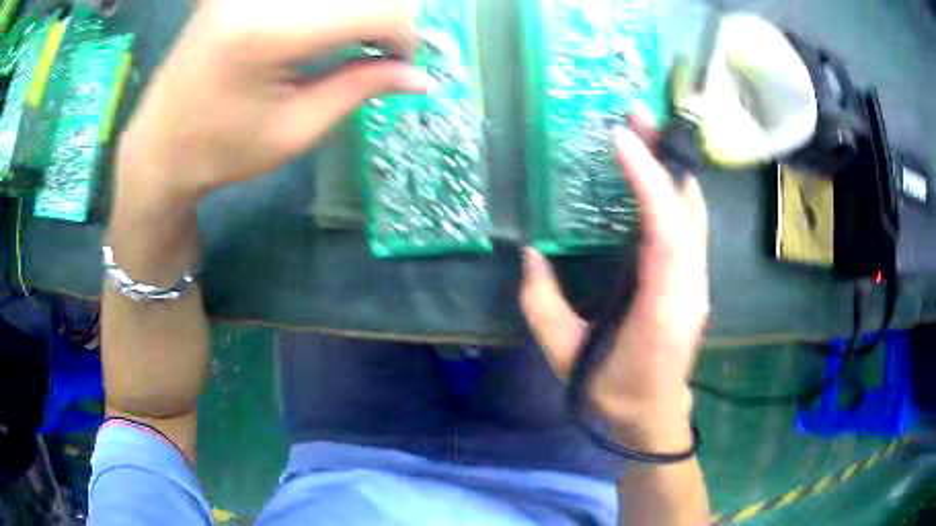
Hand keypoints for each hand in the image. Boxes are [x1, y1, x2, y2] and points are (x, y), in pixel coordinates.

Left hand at [115, 0, 428, 207]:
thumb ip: (360, 88)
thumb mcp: (295, 130)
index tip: (399, 64)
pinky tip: (321, 28)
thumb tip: (420, 77)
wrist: (158, 147)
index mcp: (269, 31)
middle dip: (384, 17)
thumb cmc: (221, 151)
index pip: (377, 9)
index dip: (404, 35)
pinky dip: (326, 9)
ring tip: (351, 41)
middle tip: (378, 51)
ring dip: (356, 11)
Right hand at [520, 110, 709, 449]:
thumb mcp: (565, 355)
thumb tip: (530, 254)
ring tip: (645, 133)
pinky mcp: (696, 282)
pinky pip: (691, 226)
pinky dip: (675, 192)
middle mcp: (691, 288)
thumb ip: (542, 305)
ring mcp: (699, 284)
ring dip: (672, 170)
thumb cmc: (612, 392)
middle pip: (689, 211)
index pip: (665, 232)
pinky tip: (656, 175)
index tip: (622, 140)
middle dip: (665, 158)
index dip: (648, 181)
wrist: (652, 417)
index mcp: (661, 309)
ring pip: (695, 214)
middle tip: (636, 116)